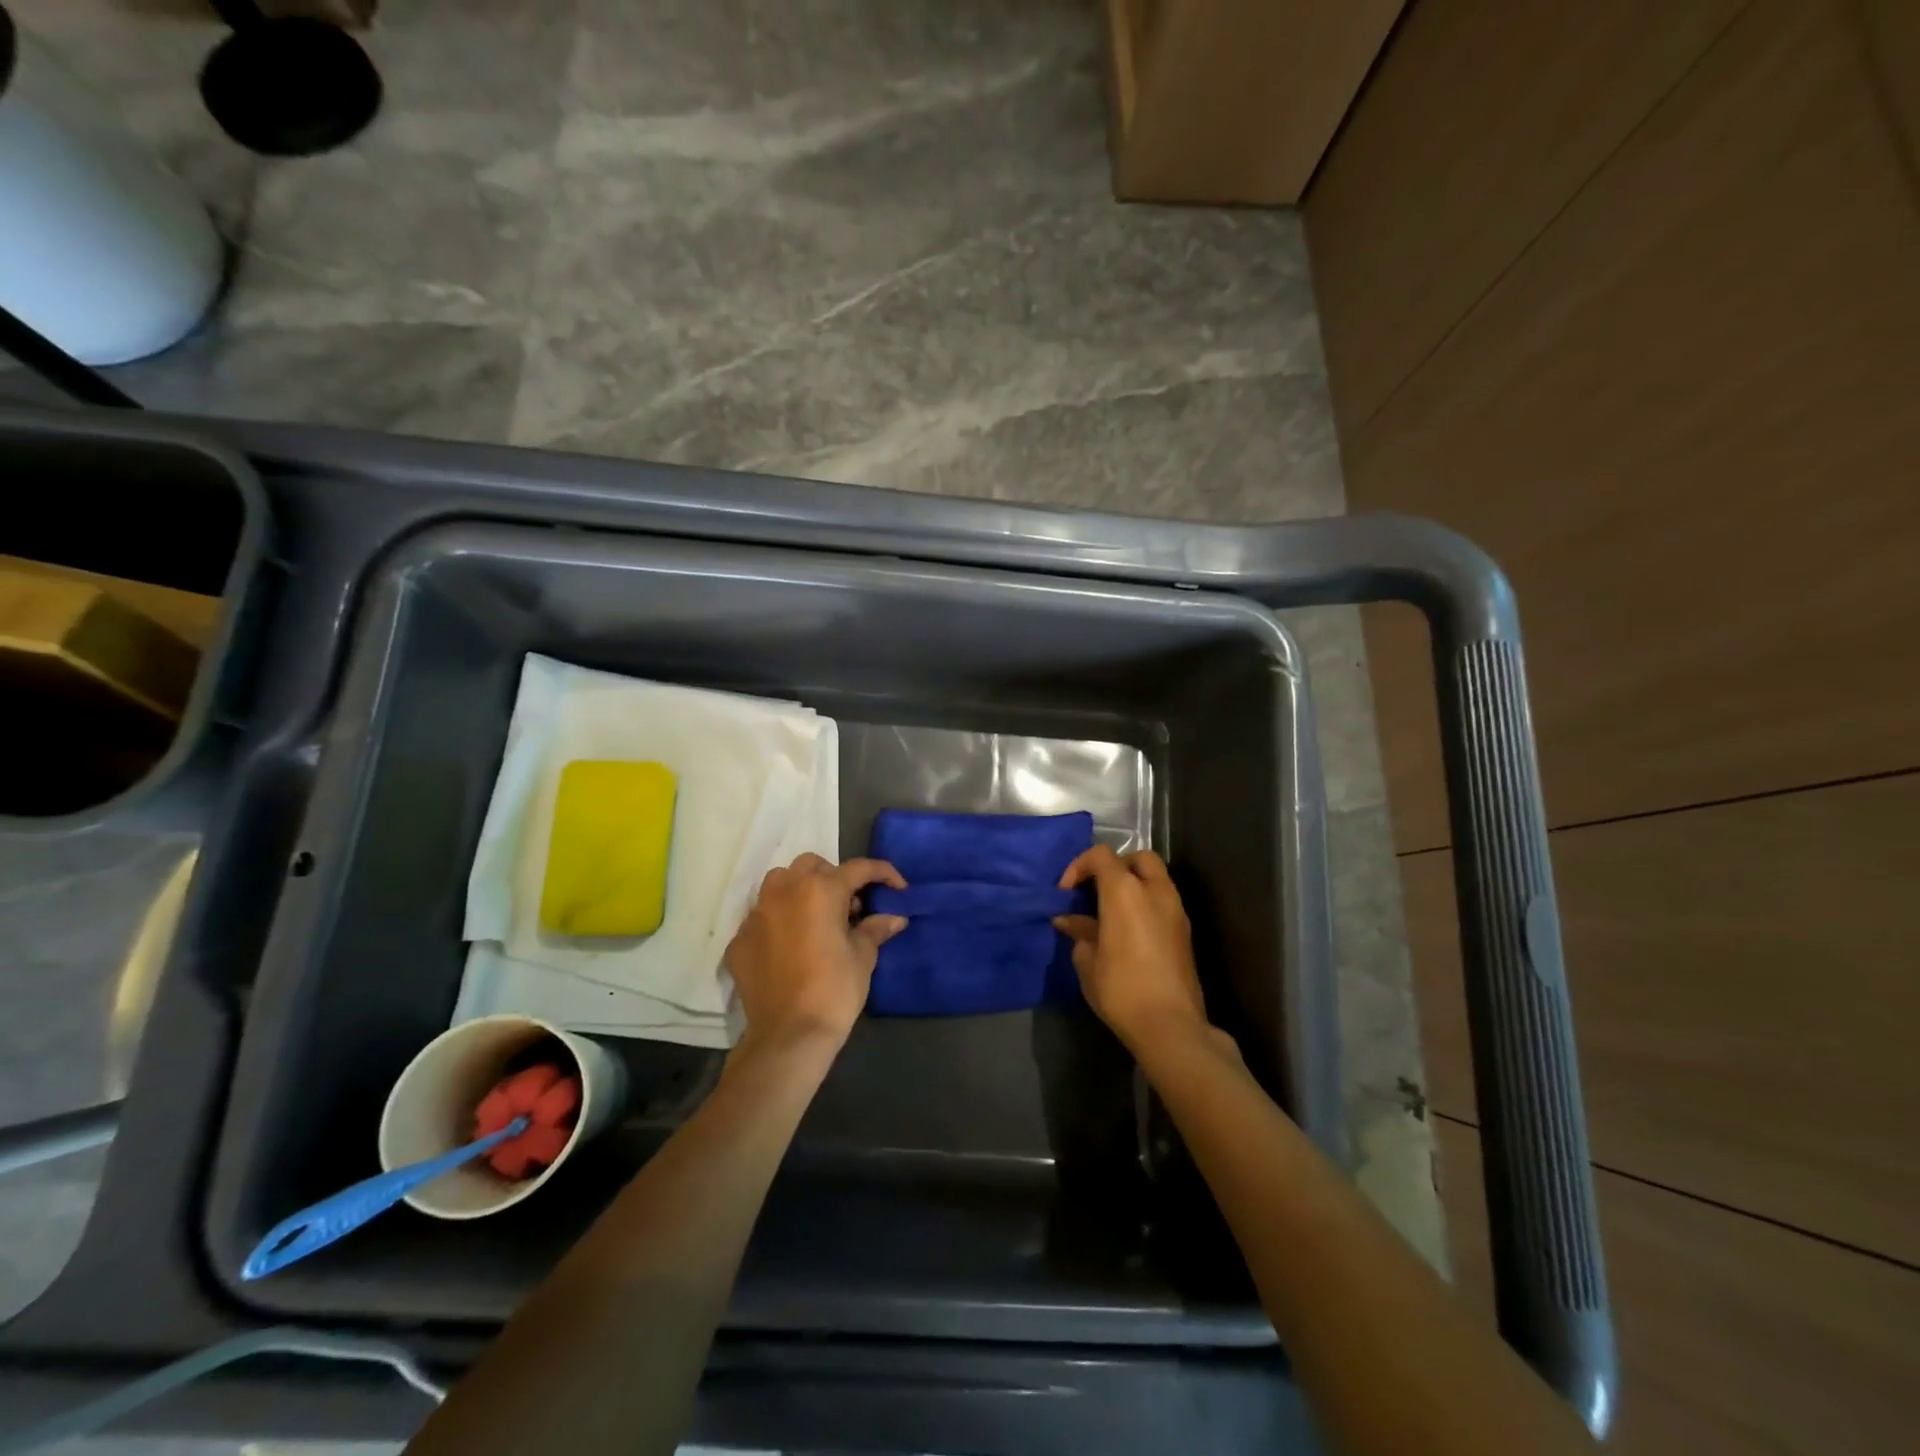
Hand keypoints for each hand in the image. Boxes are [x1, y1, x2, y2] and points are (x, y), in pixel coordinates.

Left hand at [725, 853, 906, 1050]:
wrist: (789, 1035)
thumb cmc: (834, 990)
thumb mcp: (863, 957)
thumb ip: (875, 929)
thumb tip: (894, 918)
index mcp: (820, 890)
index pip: (858, 868)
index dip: (883, 873)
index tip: (898, 888)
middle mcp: (785, 891)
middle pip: (813, 865)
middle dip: (835, 877)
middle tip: (851, 906)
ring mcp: (757, 914)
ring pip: (780, 882)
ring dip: (801, 889)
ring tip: (816, 917)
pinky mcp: (740, 939)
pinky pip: (762, 917)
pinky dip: (779, 921)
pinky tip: (790, 946)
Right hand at [1054, 845, 1209, 1054]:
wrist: (1170, 1025)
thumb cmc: (1121, 988)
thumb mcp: (1088, 961)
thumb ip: (1079, 932)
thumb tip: (1068, 920)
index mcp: (1125, 890)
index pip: (1101, 856)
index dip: (1079, 866)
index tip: (1066, 893)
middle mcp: (1155, 890)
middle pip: (1137, 857)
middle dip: (1114, 867)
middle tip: (1096, 891)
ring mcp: (1175, 909)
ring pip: (1155, 878)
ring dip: (1133, 884)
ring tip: (1111, 912)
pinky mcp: (1185, 931)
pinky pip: (1163, 900)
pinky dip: (1146, 903)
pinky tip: (1129, 930)